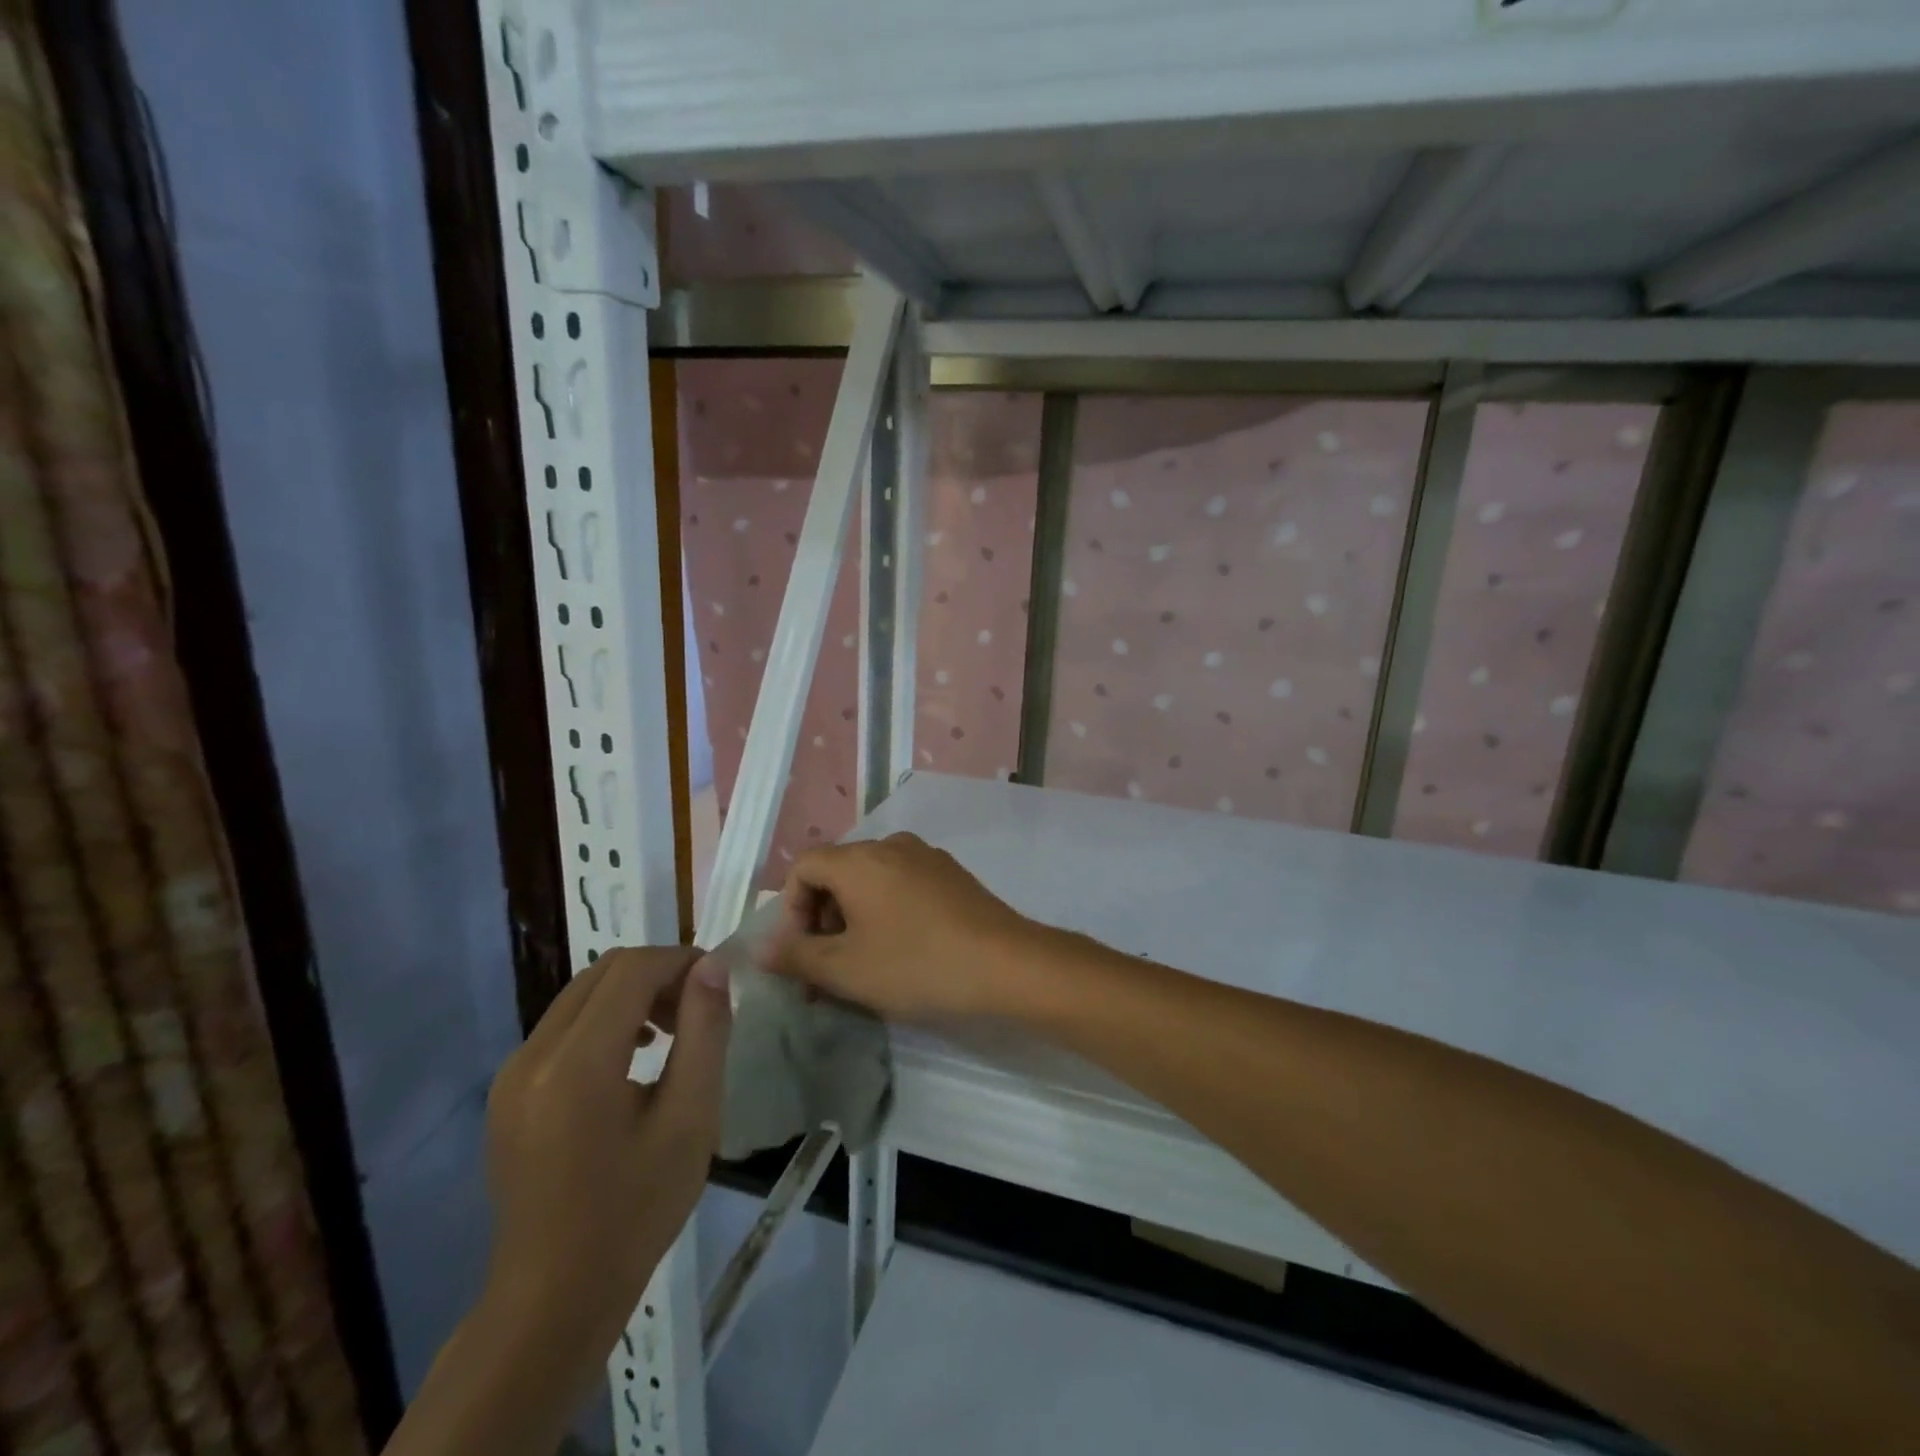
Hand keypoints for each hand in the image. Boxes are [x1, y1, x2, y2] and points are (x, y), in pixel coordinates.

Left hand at [480, 946, 730, 1384]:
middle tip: (698, 1009)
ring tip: (670, 1036)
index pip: (631, 969)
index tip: (719, 983)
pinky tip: (633, 1061)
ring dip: (632, 995)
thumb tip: (712, 967)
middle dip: (658, 974)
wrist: (553, 1299)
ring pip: (582, 995)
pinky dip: (605, 1020)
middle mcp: (532, 1055)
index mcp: (576, 1064)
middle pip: (603, 972)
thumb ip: (705, 1032)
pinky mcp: (507, 1092)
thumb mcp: (691, 1119)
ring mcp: (512, 1074)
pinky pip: (563, 1027)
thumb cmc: (635, 1211)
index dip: (681, 961)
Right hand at [764, 833, 1037, 1020]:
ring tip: (862, 968)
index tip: (800, 955)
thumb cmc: (916, 964)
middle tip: (826, 971)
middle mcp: (891, 845)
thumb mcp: (846, 969)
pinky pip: (902, 886)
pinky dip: (886, 913)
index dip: (790, 910)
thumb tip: (761, 948)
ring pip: (871, 882)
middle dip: (821, 920)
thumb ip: (796, 956)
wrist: (1006, 964)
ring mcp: (926, 857)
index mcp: (859, 859)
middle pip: (837, 873)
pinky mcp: (951, 874)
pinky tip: (901, 952)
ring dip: (853, 921)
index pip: (804, 868)